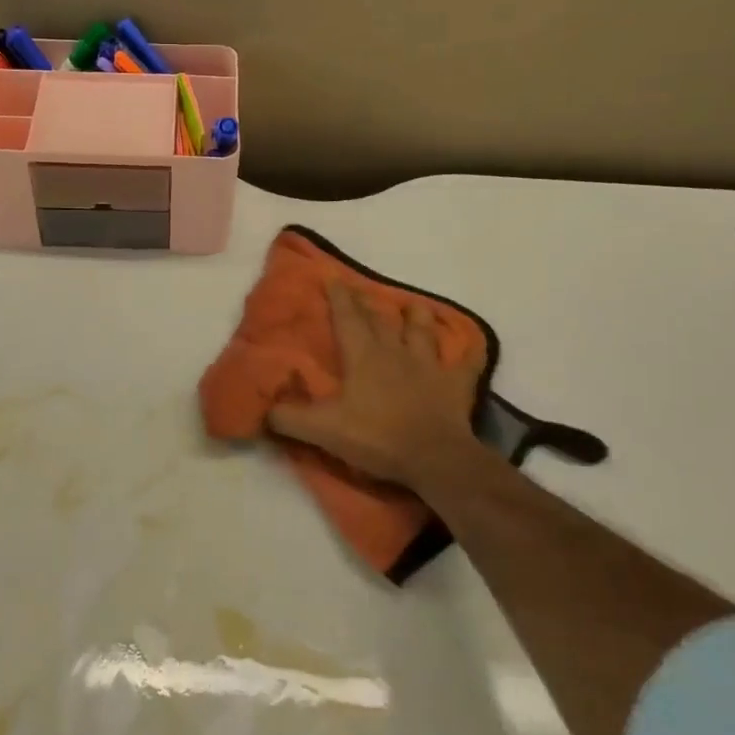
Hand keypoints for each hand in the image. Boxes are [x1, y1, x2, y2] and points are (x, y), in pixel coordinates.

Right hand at [267, 279, 486, 490]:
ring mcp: (429, 366)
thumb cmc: (376, 437)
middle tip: (360, 289)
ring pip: (423, 331)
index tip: (332, 276)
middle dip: (367, 303)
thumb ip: (289, 418)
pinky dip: (467, 355)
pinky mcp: (455, 385)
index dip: (338, 296)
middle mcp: (396, 352)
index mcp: (364, 357)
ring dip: (416, 317)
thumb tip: (263, 410)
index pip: (347, 318)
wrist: (434, 457)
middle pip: (380, 319)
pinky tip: (471, 348)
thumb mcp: (322, 430)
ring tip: (412, 306)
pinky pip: (465, 363)